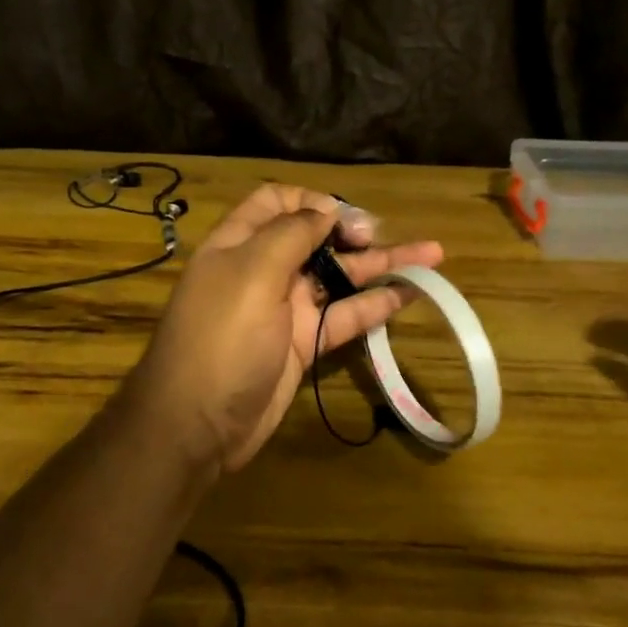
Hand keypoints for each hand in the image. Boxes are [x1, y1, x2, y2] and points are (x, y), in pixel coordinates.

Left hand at [131, 185, 443, 472]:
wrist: (197, 425)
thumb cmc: (221, 337)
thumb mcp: (251, 273)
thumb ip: (291, 234)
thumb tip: (327, 208)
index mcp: (240, 243)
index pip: (277, 202)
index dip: (313, 201)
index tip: (346, 218)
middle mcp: (264, 269)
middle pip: (315, 238)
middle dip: (353, 232)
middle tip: (386, 238)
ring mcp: (285, 309)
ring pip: (337, 278)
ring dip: (379, 265)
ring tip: (431, 256)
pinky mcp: (303, 344)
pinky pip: (344, 317)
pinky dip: (374, 305)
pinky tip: (410, 295)